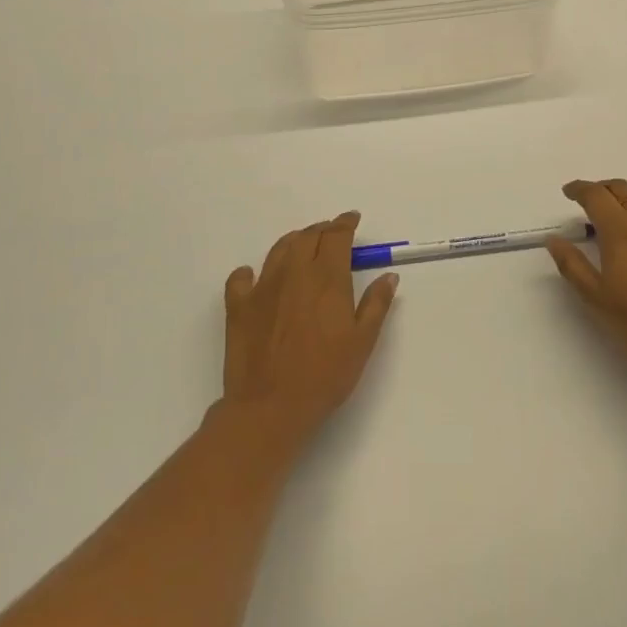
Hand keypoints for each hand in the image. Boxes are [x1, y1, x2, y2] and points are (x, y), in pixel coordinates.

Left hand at [220, 211, 398, 455]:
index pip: (336, 236)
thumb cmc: (325, 375)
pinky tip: (255, 278)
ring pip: (279, 249)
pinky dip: (250, 272)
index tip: (352, 219)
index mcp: (327, 278)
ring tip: (302, 247)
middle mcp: (294, 272)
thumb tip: (388, 276)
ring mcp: (262, 287)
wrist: (270, 406)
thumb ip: (376, 304)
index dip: (345, 223)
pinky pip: (241, 278)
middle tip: (332, 235)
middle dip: (322, 230)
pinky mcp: (238, 306)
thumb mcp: (362, 342)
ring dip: (294, 241)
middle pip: (308, 236)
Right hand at [546, 178, 626, 393]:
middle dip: (602, 188)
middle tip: (588, 199)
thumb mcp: (597, 298)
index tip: (568, 191)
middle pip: (622, 189)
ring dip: (625, 198)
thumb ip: (573, 265)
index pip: (596, 196)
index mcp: (620, 231)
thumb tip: (554, 239)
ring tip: (614, 215)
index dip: (579, 189)